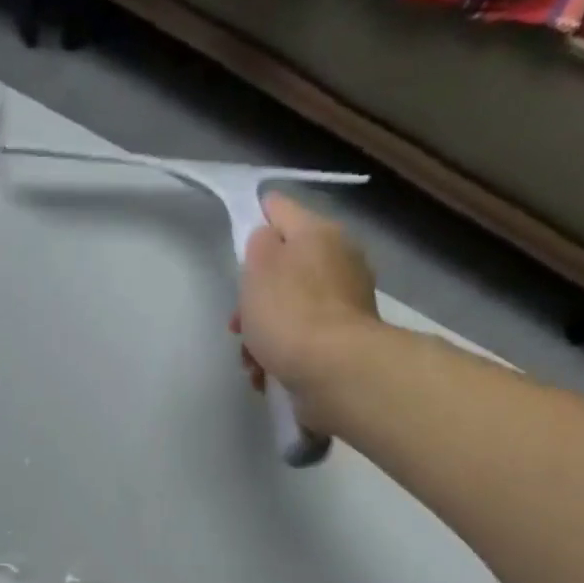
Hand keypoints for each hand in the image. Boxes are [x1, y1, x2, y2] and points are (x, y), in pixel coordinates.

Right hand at [230, 193, 380, 430]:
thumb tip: (267, 240)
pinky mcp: (344, 339)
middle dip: (256, 296)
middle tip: (237, 323)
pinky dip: (283, 353)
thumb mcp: (260, 269)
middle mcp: (339, 259)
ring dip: (265, 332)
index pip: (281, 208)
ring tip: (251, 360)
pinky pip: (304, 338)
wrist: (334, 370)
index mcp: (318, 233)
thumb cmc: (289, 314)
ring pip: (292, 307)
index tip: (239, 237)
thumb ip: (259, 245)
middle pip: (285, 267)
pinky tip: (268, 374)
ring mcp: (345, 301)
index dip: (257, 217)